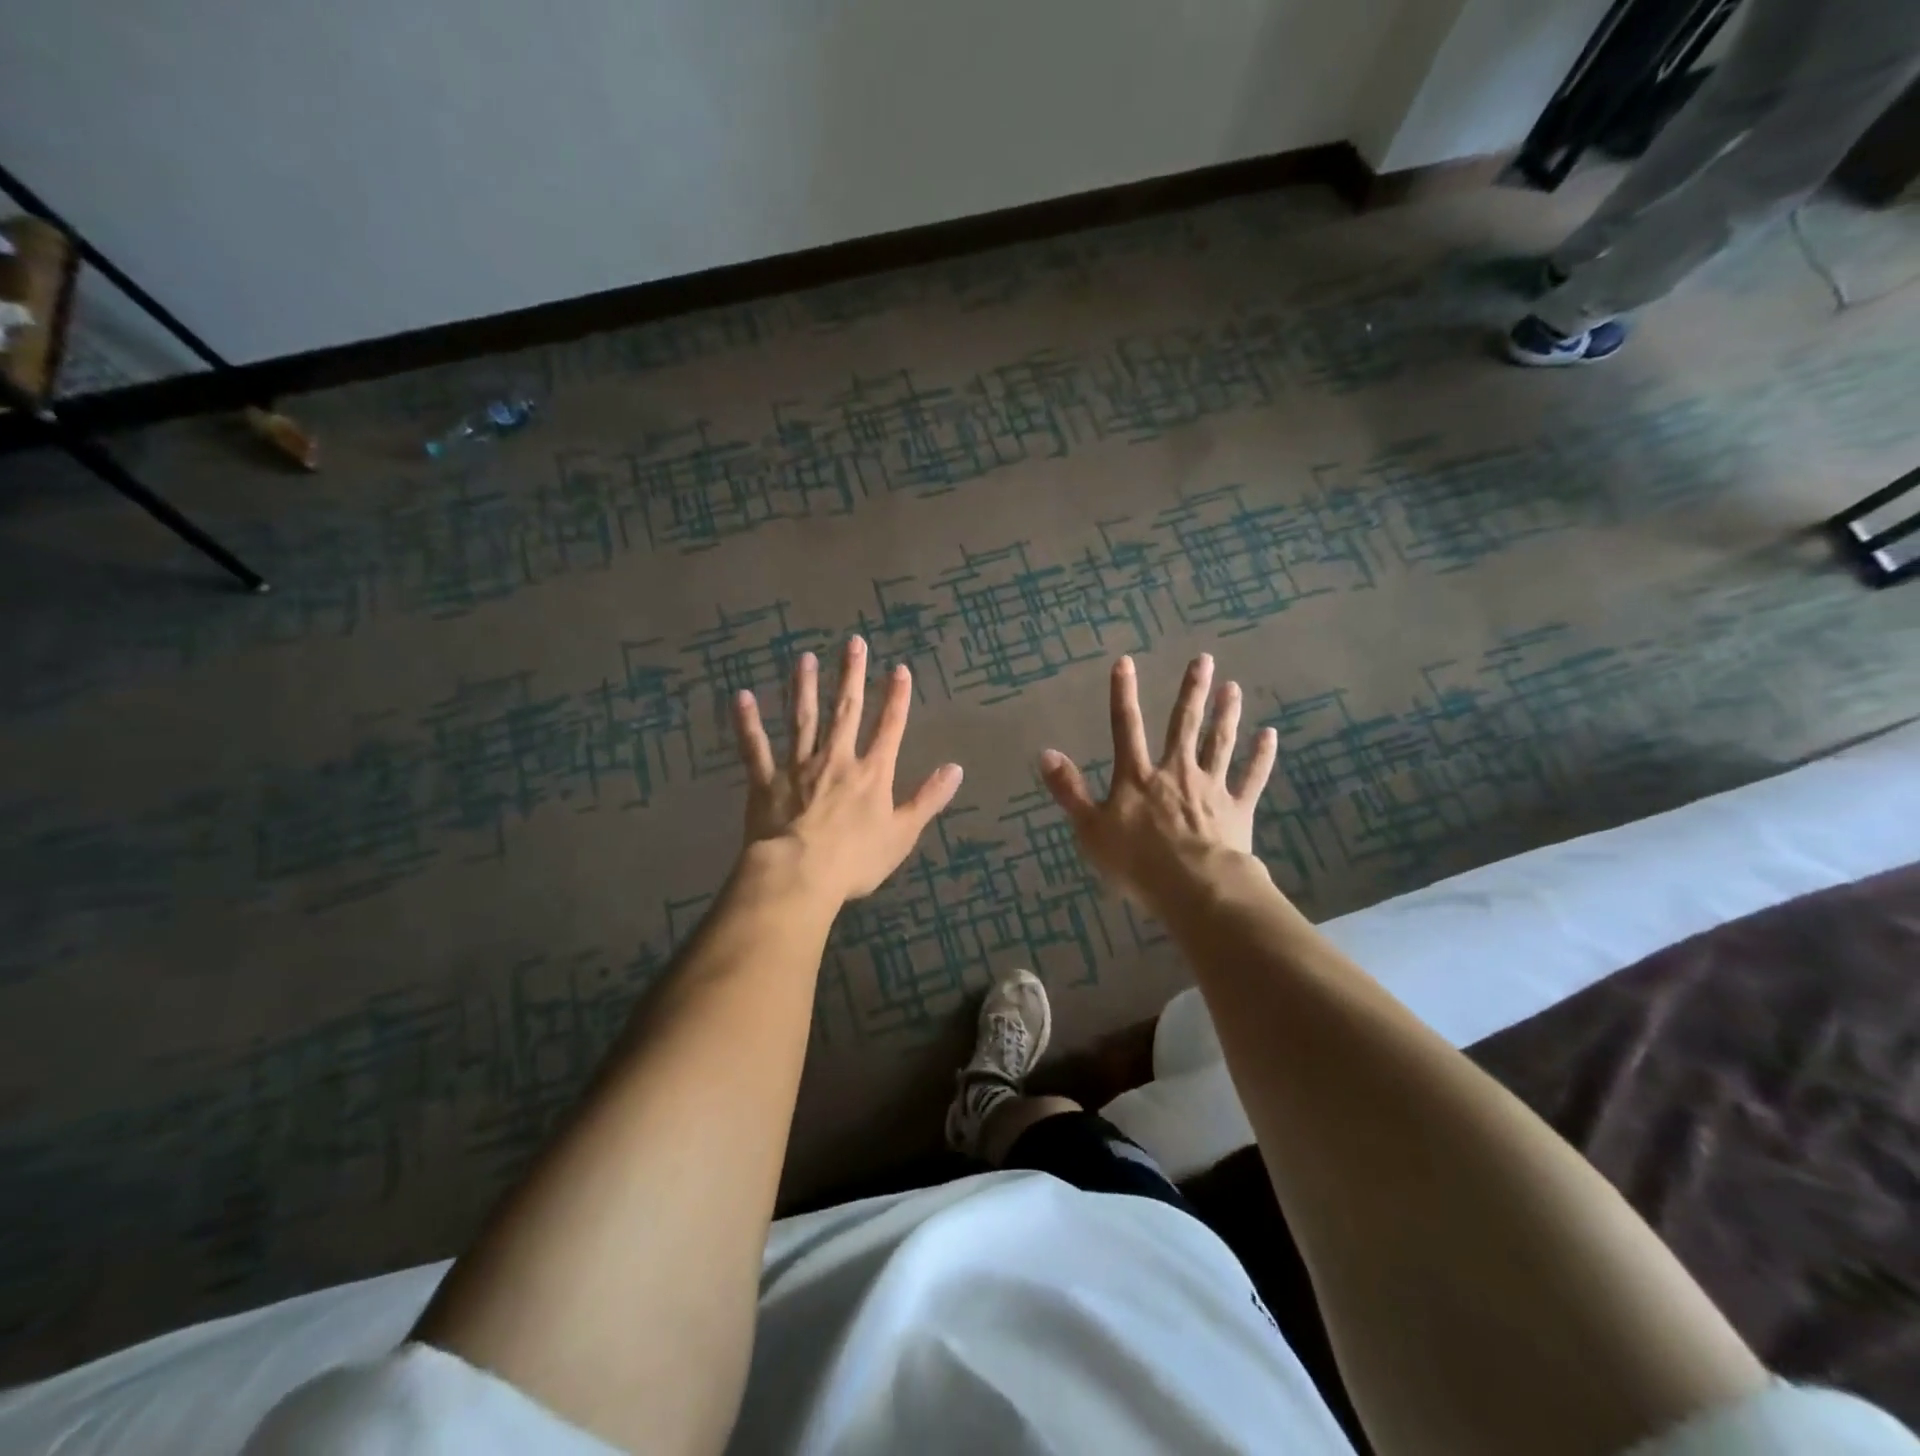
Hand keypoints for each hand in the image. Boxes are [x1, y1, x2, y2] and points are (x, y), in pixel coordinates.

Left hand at [732, 636, 963, 902]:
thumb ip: (928, 799)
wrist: (798, 874)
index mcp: (872, 774)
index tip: (898, 669)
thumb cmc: (855, 860)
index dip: (896, 698)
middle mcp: (836, 759)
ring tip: (805, 658)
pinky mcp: (765, 781)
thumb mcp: (902, 834)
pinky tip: (742, 696)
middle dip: (851, 676)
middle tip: (853, 643)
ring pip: (803, 720)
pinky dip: (748, 722)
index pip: (889, 728)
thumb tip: (956, 769)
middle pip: (846, 711)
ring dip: (805, 688)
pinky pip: (755, 747)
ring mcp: (798, 767)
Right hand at [1040, 654, 1276, 910]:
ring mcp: (1210, 787)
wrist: (1195, 887)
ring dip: (1226, 714)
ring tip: (1233, 688)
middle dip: (1192, 691)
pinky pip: (1252, 777)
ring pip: (1219, 743)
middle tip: (1203, 660)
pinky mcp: (1238, 808)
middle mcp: (1175, 771)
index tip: (1126, 661)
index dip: (1123, 694)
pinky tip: (1270, 735)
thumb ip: (1070, 791)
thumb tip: (1046, 753)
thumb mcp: (1090, 829)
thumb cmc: (1137, 862)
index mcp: (1138, 777)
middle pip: (1184, 725)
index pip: (1126, 727)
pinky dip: (1261, 756)